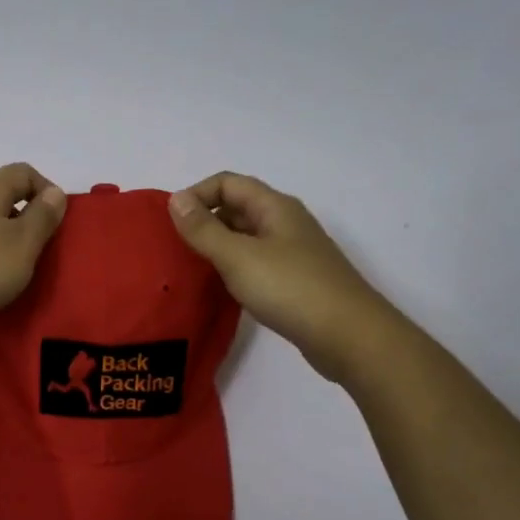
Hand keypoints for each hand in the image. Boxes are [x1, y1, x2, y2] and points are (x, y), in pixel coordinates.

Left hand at [0, 164, 67, 353]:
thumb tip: (54, 192)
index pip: (22, 172)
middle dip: (29, 220)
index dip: (46, 189)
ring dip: (9, 244)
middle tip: (45, 250)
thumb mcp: (24, 242)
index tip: (59, 221)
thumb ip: (42, 216)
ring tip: (23, 271)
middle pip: (4, 199)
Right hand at [168, 172, 384, 379]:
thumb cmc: (291, 289)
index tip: (171, 225)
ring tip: (191, 270)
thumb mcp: (238, 257)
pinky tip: (221, 290)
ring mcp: (293, 253)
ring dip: (218, 248)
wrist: (348, 336)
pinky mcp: (295, 282)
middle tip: (175, 249)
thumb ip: (204, 229)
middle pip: (237, 208)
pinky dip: (234, 270)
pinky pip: (256, 264)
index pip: (228, 183)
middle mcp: (285, 223)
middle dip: (204, 222)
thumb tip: (175, 199)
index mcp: (274, 207)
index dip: (197, 195)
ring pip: (246, 239)